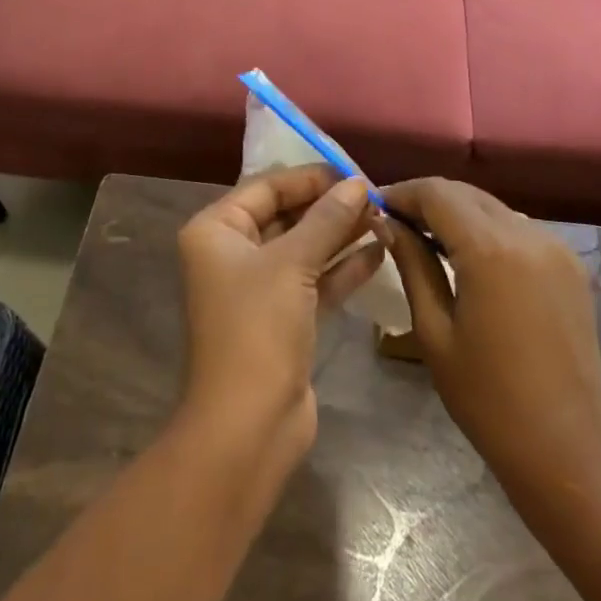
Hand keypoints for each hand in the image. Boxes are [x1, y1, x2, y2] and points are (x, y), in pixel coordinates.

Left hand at [176, 167, 385, 468]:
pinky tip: (379, 253)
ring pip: (304, 248)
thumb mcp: (292, 264)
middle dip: (329, 206)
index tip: (353, 173)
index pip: (266, 187)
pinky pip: (314, 280)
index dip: (310, 178)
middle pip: (286, 215)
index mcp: (216, 231)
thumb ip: (326, 219)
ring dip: (341, 234)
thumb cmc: (258, 330)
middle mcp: (232, 253)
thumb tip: (356, 183)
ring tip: (384, 218)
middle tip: (376, 197)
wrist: (247, 427)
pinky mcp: (282, 318)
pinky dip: (342, 268)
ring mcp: (258, 288)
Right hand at [380, 179, 600, 500]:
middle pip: (466, 193)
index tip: (374, 208)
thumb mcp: (434, 330)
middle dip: (427, 199)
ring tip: (425, 238)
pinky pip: (517, 228)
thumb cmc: (488, 398)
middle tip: (394, 222)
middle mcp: (528, 234)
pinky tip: (467, 257)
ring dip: (457, 212)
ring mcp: (556, 247)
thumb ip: (412, 264)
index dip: (401, 193)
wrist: (567, 447)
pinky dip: (486, 230)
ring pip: (493, 207)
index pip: (437, 193)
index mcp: (491, 250)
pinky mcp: (570, 264)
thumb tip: (385, 223)